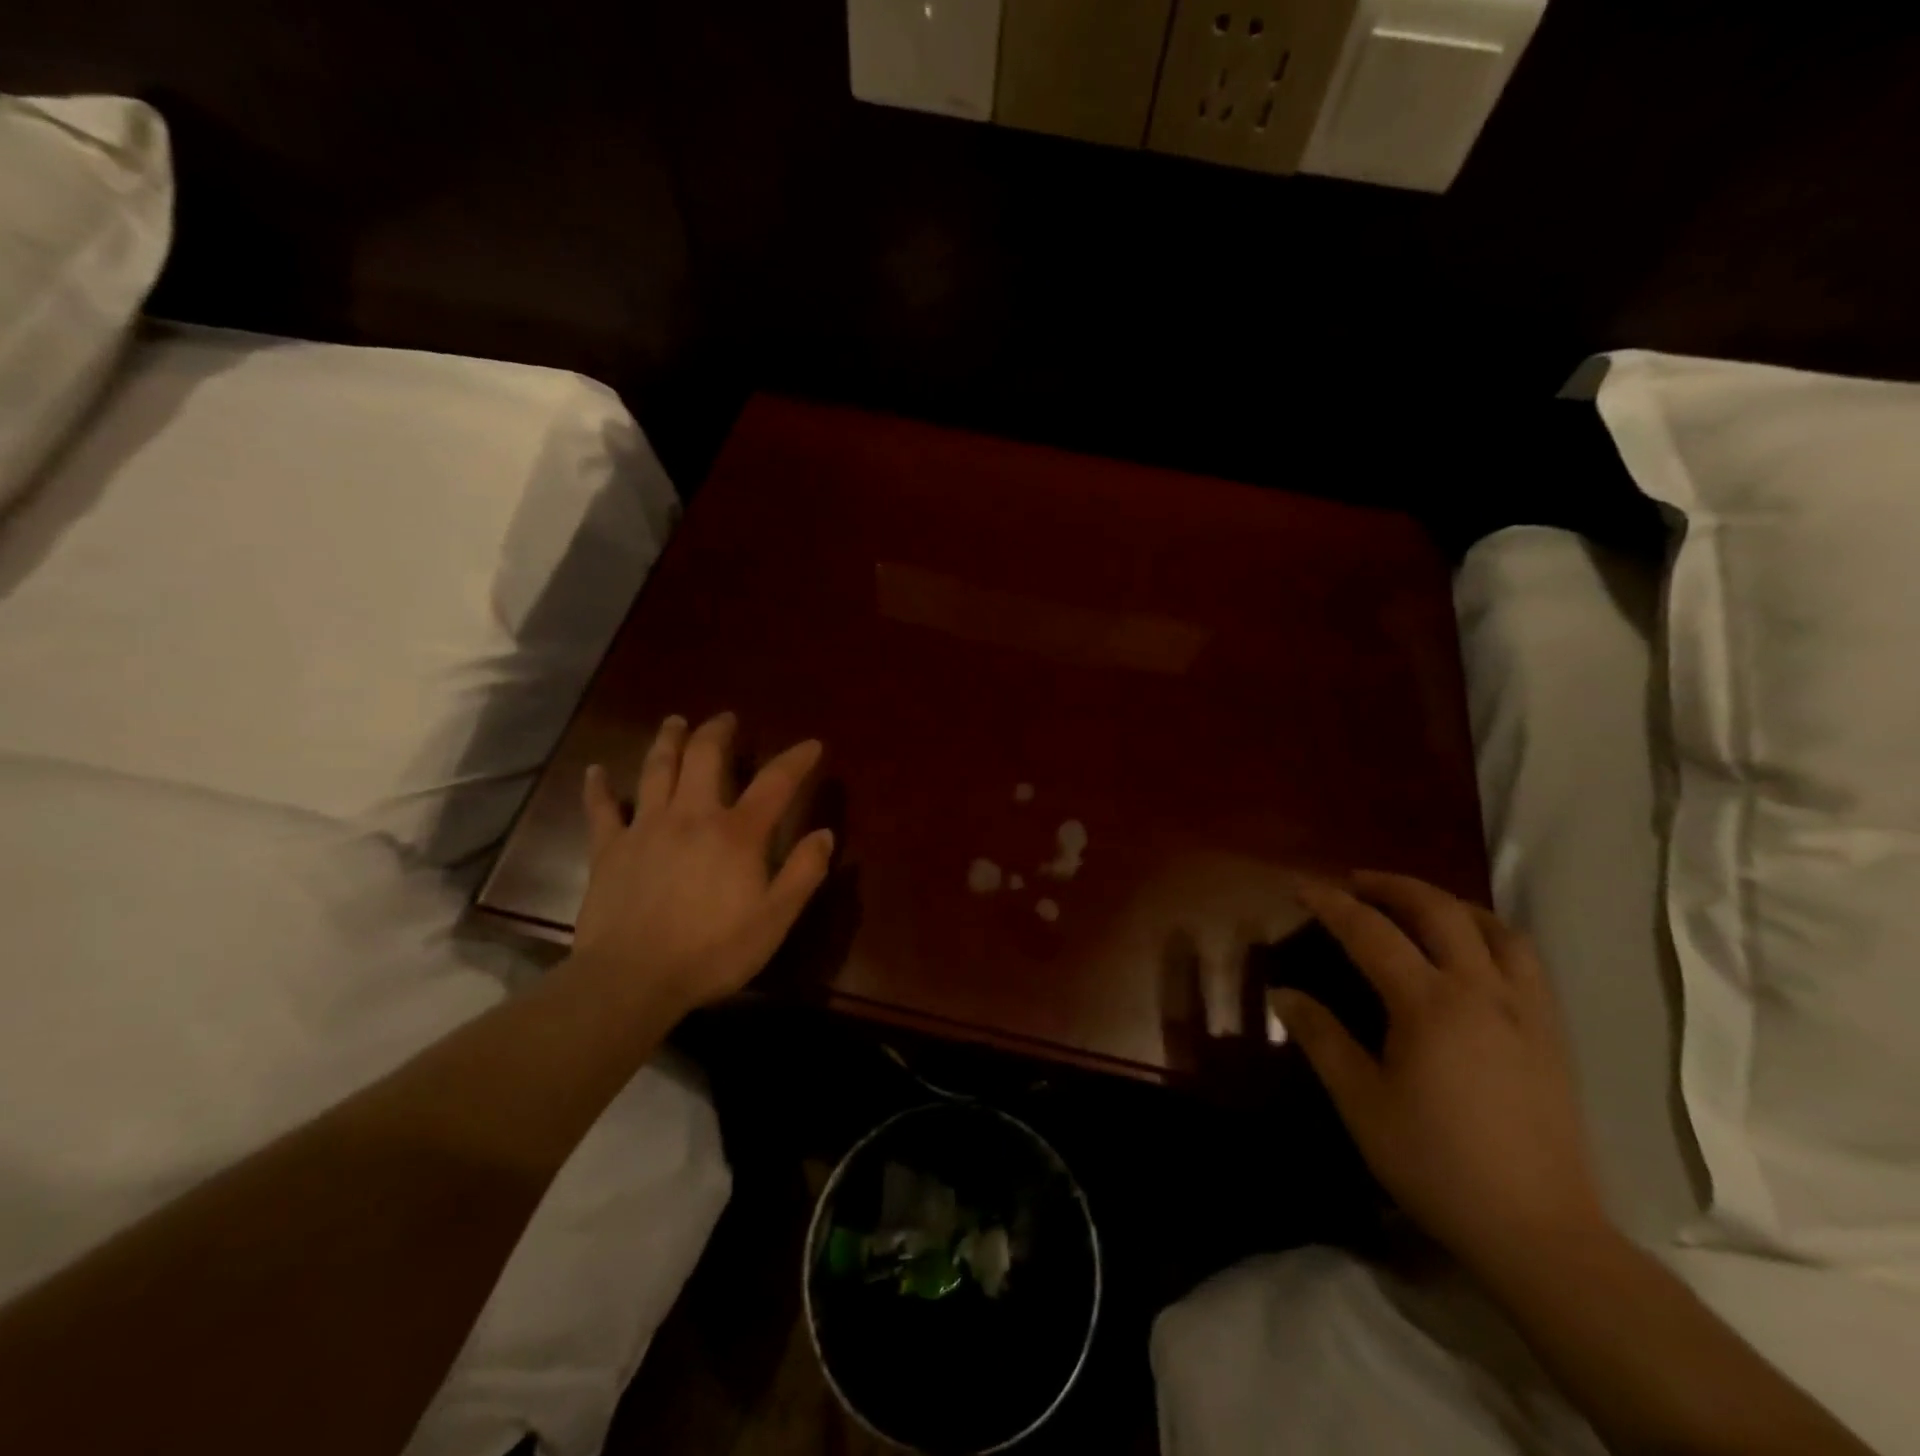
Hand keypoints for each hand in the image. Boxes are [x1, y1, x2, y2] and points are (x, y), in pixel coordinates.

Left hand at [568, 712, 833, 1020]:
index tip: (812, 744)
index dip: (796, 760)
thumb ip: (803, 873)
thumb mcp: (775, 919)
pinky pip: (602, 809)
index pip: (775, 783)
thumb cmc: (712, 951)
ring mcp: (646, 828)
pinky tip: (595, 771)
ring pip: (657, 770)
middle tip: (726, 718)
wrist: (632, 979)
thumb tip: (825, 834)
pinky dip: (599, 788)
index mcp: (737, 833)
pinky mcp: (609, 849)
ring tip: (675, 722)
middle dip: (718, 732)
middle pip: (705, 758)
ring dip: (668, 741)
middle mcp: (692, 816)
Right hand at [1274, 871, 1608, 1275]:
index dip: (1332, 904)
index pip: (1371, 932)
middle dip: (1392, 885)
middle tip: (1356, 882)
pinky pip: (1525, 960)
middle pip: (1439, 911)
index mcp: (1430, 1005)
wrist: (1539, 1232)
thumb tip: (1282, 993)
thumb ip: (1320, 1037)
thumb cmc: (1437, 1163)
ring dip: (1448, 903)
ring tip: (1416, 904)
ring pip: (1494, 928)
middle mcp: (1482, 992)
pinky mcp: (1552, 1035)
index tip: (1301, 887)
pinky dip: (1491, 934)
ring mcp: (1526, 1011)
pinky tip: (1472, 951)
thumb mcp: (1361, 1102)